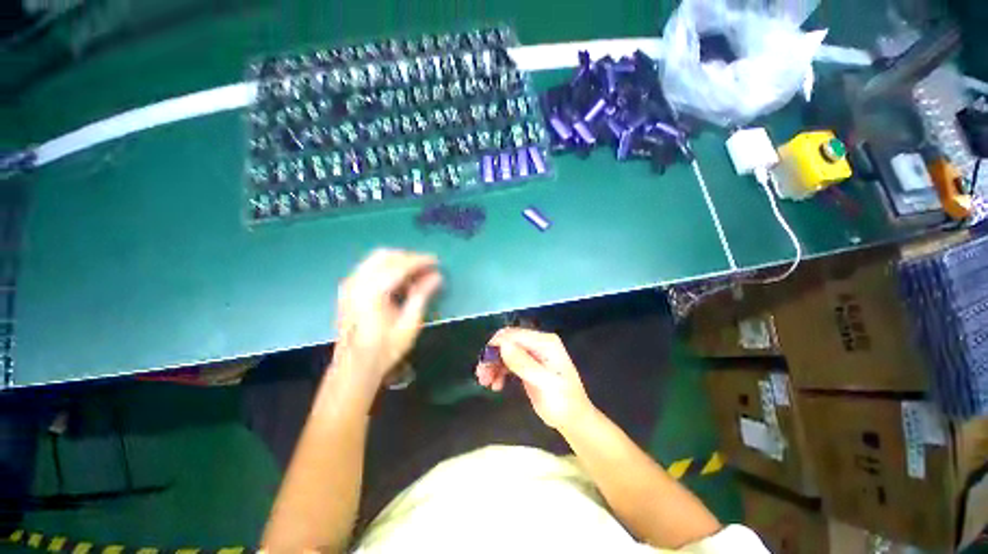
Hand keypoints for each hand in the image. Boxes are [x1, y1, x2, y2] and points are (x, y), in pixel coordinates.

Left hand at [332, 249, 441, 391]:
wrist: (355, 367)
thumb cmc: (385, 348)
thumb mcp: (409, 323)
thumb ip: (422, 295)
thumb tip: (437, 276)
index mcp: (372, 291)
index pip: (399, 265)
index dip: (420, 261)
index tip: (436, 261)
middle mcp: (357, 282)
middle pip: (385, 256)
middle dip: (408, 257)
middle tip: (427, 267)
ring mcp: (349, 284)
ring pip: (376, 259)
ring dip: (397, 261)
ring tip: (416, 273)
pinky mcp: (347, 289)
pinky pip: (369, 267)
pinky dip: (386, 267)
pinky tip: (398, 280)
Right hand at [476, 328, 594, 429]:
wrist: (573, 419)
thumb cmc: (562, 401)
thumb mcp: (544, 383)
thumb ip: (524, 363)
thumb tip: (502, 345)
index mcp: (544, 342)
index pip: (514, 334)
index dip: (496, 345)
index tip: (484, 363)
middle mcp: (537, 343)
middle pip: (507, 342)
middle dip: (492, 357)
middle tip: (481, 376)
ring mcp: (532, 353)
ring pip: (504, 352)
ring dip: (493, 365)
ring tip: (486, 383)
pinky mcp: (527, 364)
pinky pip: (507, 362)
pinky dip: (499, 371)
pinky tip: (495, 386)